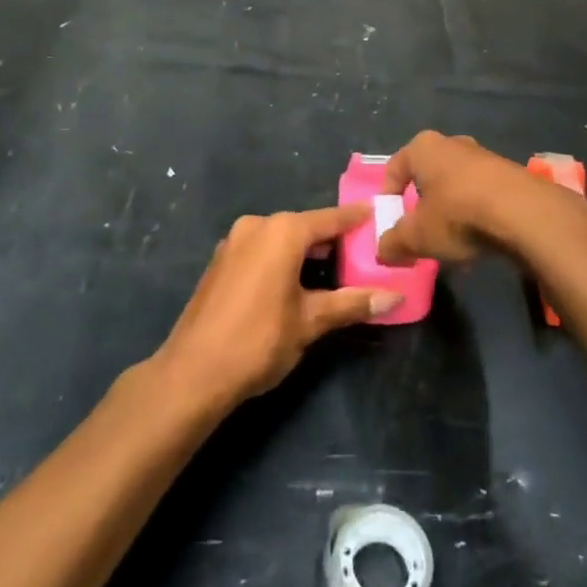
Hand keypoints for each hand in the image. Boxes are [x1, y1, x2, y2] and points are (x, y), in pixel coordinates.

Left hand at [156, 206, 400, 410]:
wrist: (191, 374)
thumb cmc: (258, 340)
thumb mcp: (310, 322)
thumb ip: (352, 303)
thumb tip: (395, 297)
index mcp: (282, 232)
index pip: (330, 219)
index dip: (355, 218)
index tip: (377, 212)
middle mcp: (257, 226)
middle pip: (304, 227)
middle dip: (332, 239)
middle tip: (362, 251)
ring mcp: (234, 242)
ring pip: (281, 239)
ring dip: (305, 251)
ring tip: (335, 268)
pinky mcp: (220, 263)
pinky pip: (261, 250)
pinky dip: (282, 259)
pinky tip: (296, 281)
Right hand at [377, 131, 562, 266]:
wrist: (524, 213)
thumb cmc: (458, 215)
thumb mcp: (417, 236)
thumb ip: (393, 243)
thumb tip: (383, 250)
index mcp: (423, 147)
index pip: (394, 168)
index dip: (388, 197)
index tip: (391, 224)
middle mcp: (452, 143)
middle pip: (427, 176)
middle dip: (421, 205)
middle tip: (420, 233)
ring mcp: (484, 156)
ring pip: (455, 185)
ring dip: (450, 212)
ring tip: (452, 243)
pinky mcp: (509, 173)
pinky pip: (481, 194)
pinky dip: (475, 214)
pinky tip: (480, 240)